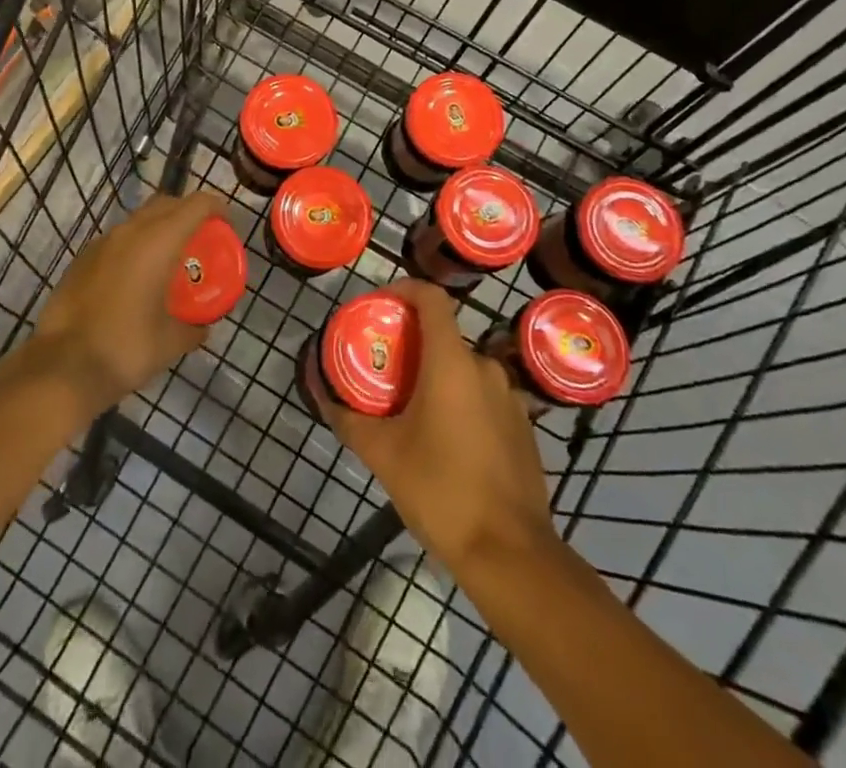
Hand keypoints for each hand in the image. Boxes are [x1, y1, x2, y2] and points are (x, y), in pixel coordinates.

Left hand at [32, 191, 229, 414]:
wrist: (62, 368)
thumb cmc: (125, 349)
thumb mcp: (171, 343)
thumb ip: (193, 327)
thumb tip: (202, 327)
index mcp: (158, 242)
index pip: (196, 204)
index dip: (217, 208)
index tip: (228, 227)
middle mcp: (130, 232)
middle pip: (167, 203)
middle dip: (188, 213)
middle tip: (202, 239)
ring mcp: (101, 243)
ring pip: (139, 219)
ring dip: (159, 229)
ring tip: (170, 260)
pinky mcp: (82, 259)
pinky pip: (117, 240)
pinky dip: (135, 246)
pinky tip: (136, 279)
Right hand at [321, 280, 556, 570]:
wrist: (510, 554)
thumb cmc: (441, 490)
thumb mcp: (383, 454)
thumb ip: (348, 419)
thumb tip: (323, 396)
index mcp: (452, 362)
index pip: (431, 297)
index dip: (404, 290)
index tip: (380, 305)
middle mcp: (485, 368)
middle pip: (444, 335)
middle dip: (412, 343)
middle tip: (383, 367)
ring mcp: (510, 397)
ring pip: (464, 368)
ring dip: (436, 375)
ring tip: (409, 405)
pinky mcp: (522, 427)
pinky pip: (483, 396)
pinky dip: (460, 400)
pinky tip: (444, 438)